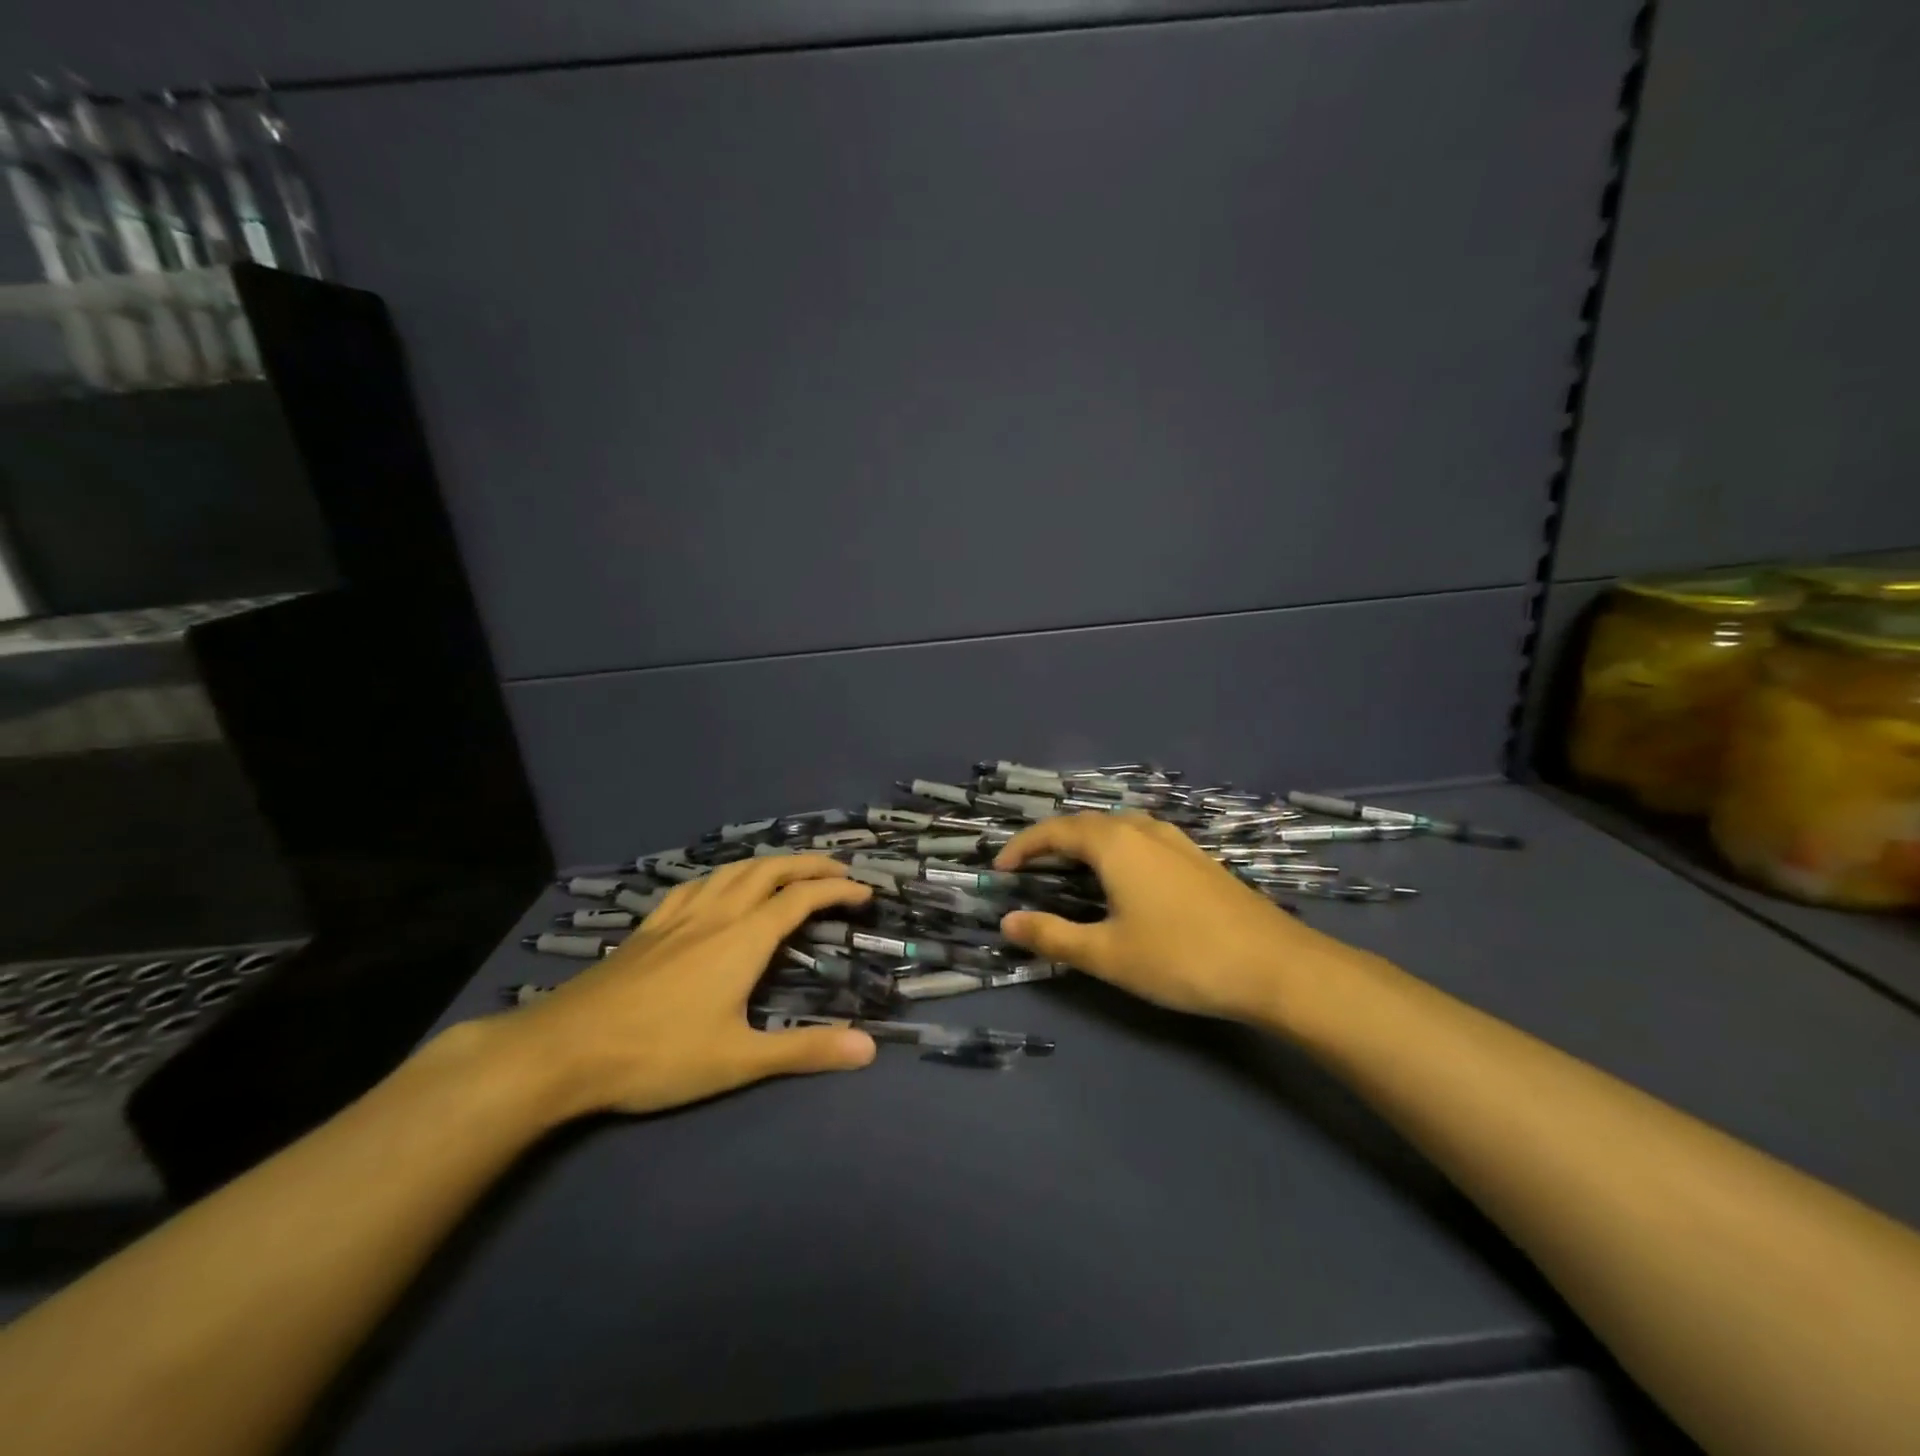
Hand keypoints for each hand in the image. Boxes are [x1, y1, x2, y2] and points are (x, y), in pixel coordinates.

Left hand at [494, 856, 877, 1118]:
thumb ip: (805, 1051)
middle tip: (838, 869)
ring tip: (788, 871)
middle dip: (809, 864)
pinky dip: (723, 875)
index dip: (837, 889)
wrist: (563, 1050)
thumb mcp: (738, 1060)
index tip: (866, 892)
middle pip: (769, 870)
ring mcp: (678, 917)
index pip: (801, 898)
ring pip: (732, 871)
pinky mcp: (649, 928)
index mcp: (743, 939)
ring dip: (769, 863)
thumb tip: (870, 1048)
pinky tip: (718, 887)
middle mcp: (716, 915)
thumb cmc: (657, 1054)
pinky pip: (695, 885)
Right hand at [995, 813, 1369, 1024]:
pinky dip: (1114, 850)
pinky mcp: (1197, 858)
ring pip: (1117, 828)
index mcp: (1115, 843)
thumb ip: (1052, 936)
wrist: (1275, 966)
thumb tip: (1007, 922)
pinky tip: (1122, 879)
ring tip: (1069, 871)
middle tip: (1029, 871)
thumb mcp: (1107, 954)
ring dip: (1085, 843)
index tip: (999, 869)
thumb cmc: (1181, 958)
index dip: (1022, 847)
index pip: (1055, 831)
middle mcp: (1143, 830)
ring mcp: (1175, 841)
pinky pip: (1141, 839)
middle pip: (1085, 823)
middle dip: (1051, 842)